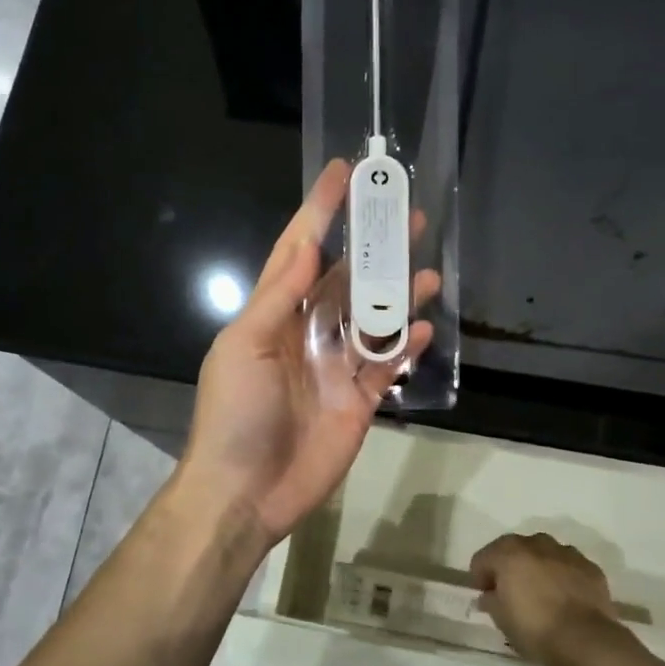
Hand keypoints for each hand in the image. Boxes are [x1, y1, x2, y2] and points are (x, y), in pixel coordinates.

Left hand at [177, 160, 438, 547]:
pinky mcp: (358, 402)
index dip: (321, 212)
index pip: (300, 251)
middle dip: (374, 248)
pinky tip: (427, 326)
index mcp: (273, 315)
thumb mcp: (244, 346)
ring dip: (398, 293)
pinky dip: (406, 346)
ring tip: (427, 269)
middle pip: (346, 280)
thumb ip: (280, 296)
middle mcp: (306, 334)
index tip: (344, 172)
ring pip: (373, 320)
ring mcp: (335, 368)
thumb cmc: (236, 414)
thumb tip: (309, 245)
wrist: (246, 492)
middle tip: (408, 216)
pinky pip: (387, 366)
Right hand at [469, 533, 634, 665]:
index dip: (479, 577)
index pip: (483, 558)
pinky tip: (564, 598)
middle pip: (515, 549)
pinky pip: (569, 566)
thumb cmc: (533, 627)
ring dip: (537, 567)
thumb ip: (490, 600)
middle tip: (509, 592)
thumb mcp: (500, 618)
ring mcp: (567, 553)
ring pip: (544, 554)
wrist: (584, 639)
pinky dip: (562, 576)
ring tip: (540, 593)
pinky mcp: (590, 568)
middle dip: (509, 567)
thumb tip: (489, 596)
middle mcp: (537, 544)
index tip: (483, 595)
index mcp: (509, 553)